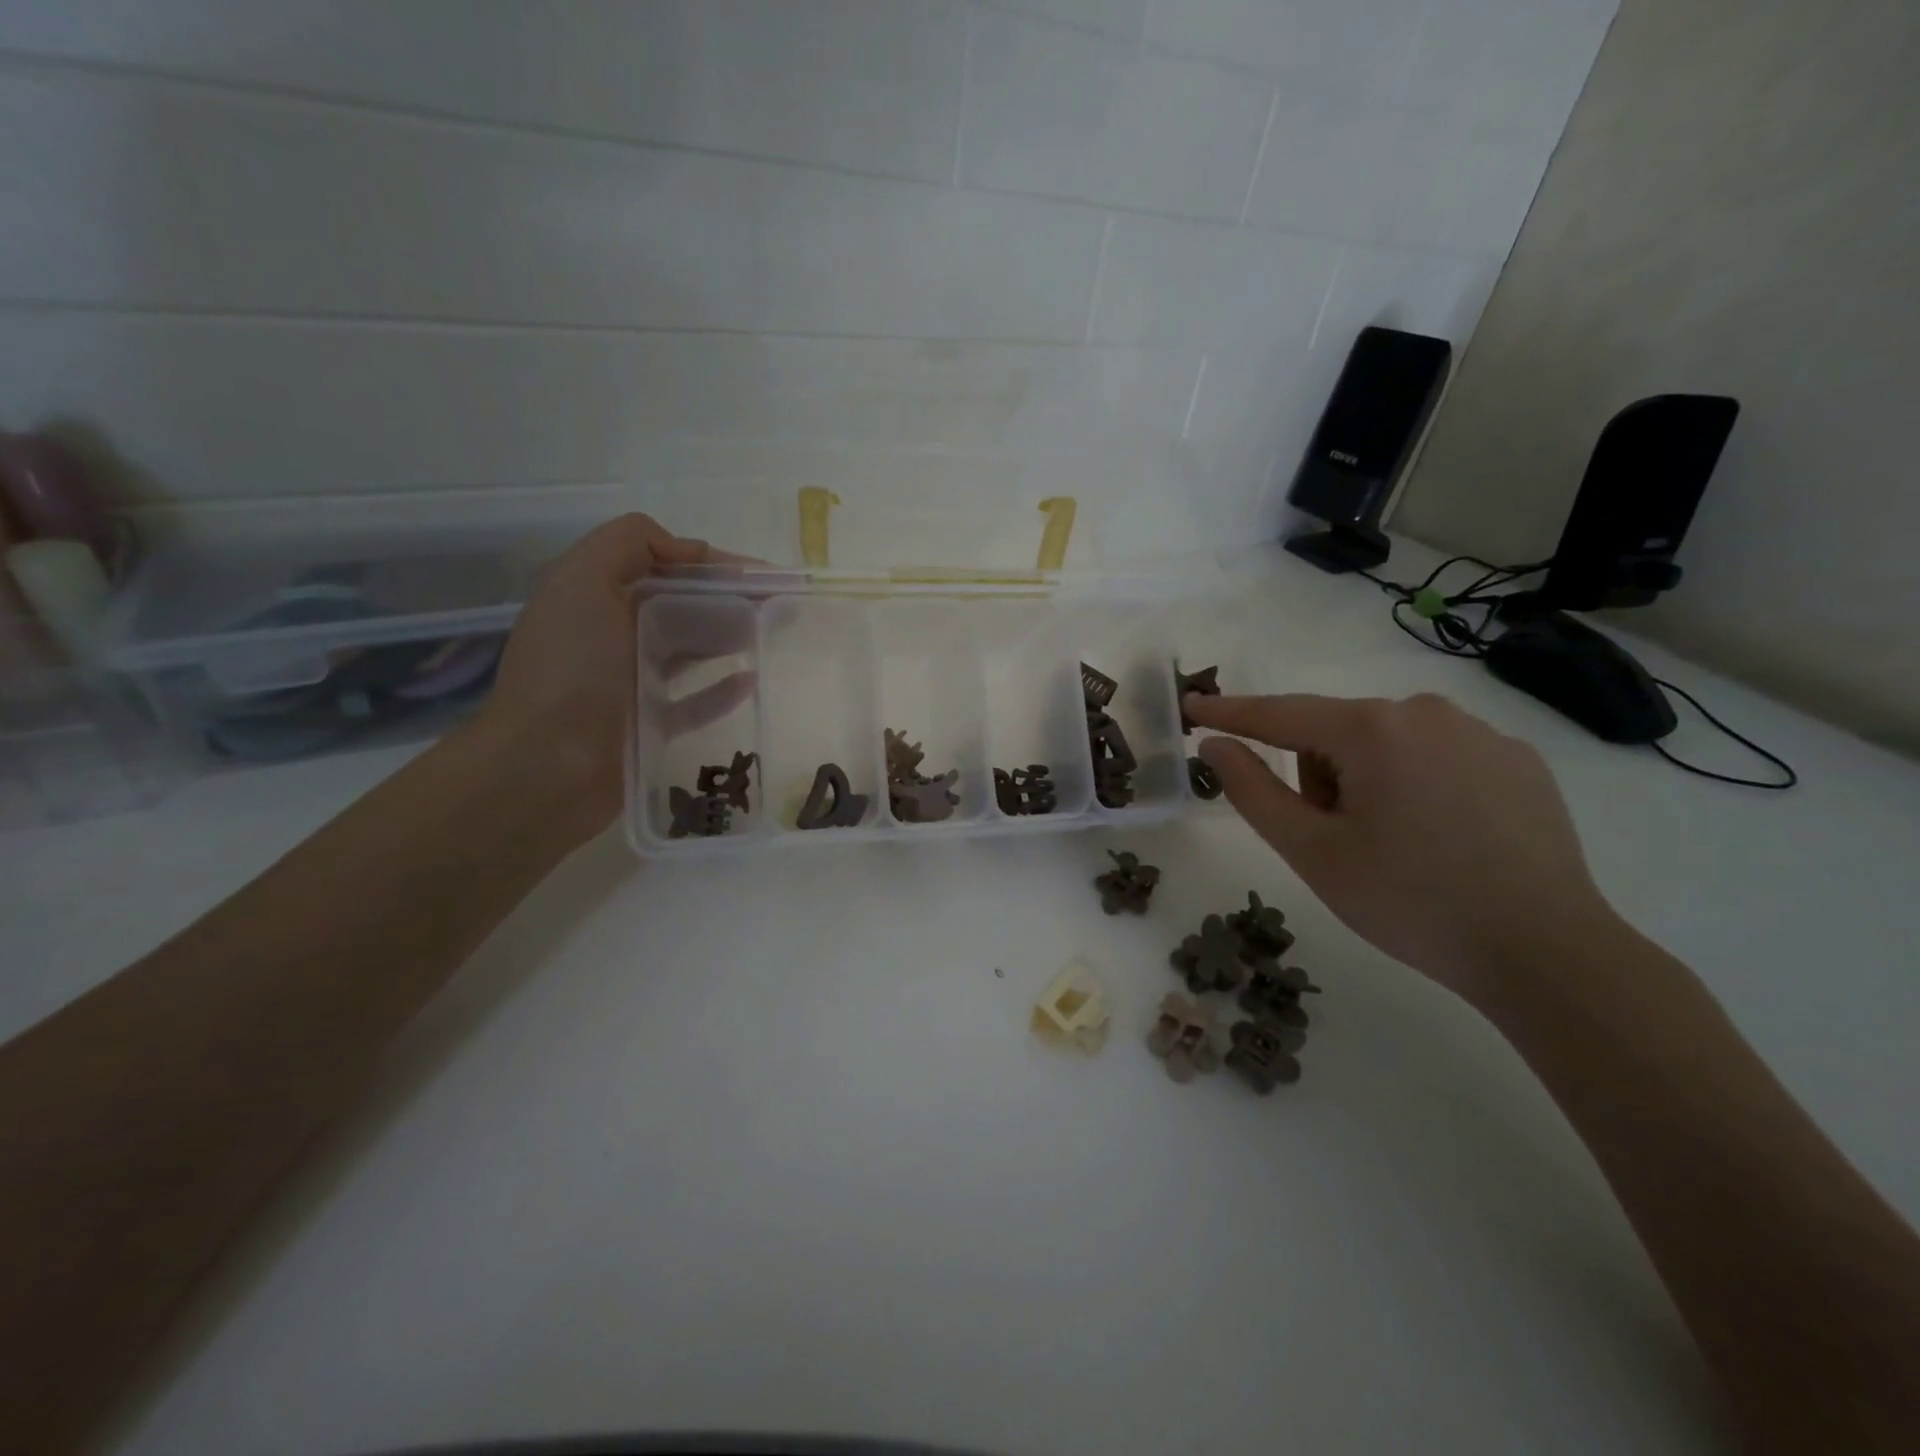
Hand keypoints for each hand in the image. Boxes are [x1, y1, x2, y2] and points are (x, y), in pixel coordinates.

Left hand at [476, 514, 750, 843]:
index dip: (711, 563)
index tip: (759, 575)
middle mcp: (610, 634)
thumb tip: (690, 549)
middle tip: (778, 606)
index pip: (662, 564)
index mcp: (594, 594)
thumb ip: (629, 543)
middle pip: (680, 605)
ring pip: (689, 650)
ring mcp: (629, 682)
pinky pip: (694, 702)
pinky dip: (721, 689)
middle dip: (728, 599)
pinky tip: (751, 680)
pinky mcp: (649, 725)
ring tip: (772, 634)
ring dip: (729, 637)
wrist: (547, 767)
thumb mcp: (583, 582)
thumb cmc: (571, 669)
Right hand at [1185, 692, 1617, 1002]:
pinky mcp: (1519, 762)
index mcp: (1373, 729)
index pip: (1280, 713)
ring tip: (1397, 847)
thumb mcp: (1312, 851)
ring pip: (1387, 746)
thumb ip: (1253, 790)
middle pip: (1337, 734)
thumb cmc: (1409, 901)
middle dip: (1320, 778)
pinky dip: (1418, 788)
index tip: (1192, 707)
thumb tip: (1216, 746)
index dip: (1231, 713)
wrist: (1545, 953)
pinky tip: (1445, 841)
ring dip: (1368, 783)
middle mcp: (1427, 713)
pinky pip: (1438, 759)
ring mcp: (1482, 734)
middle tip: (1340, 842)